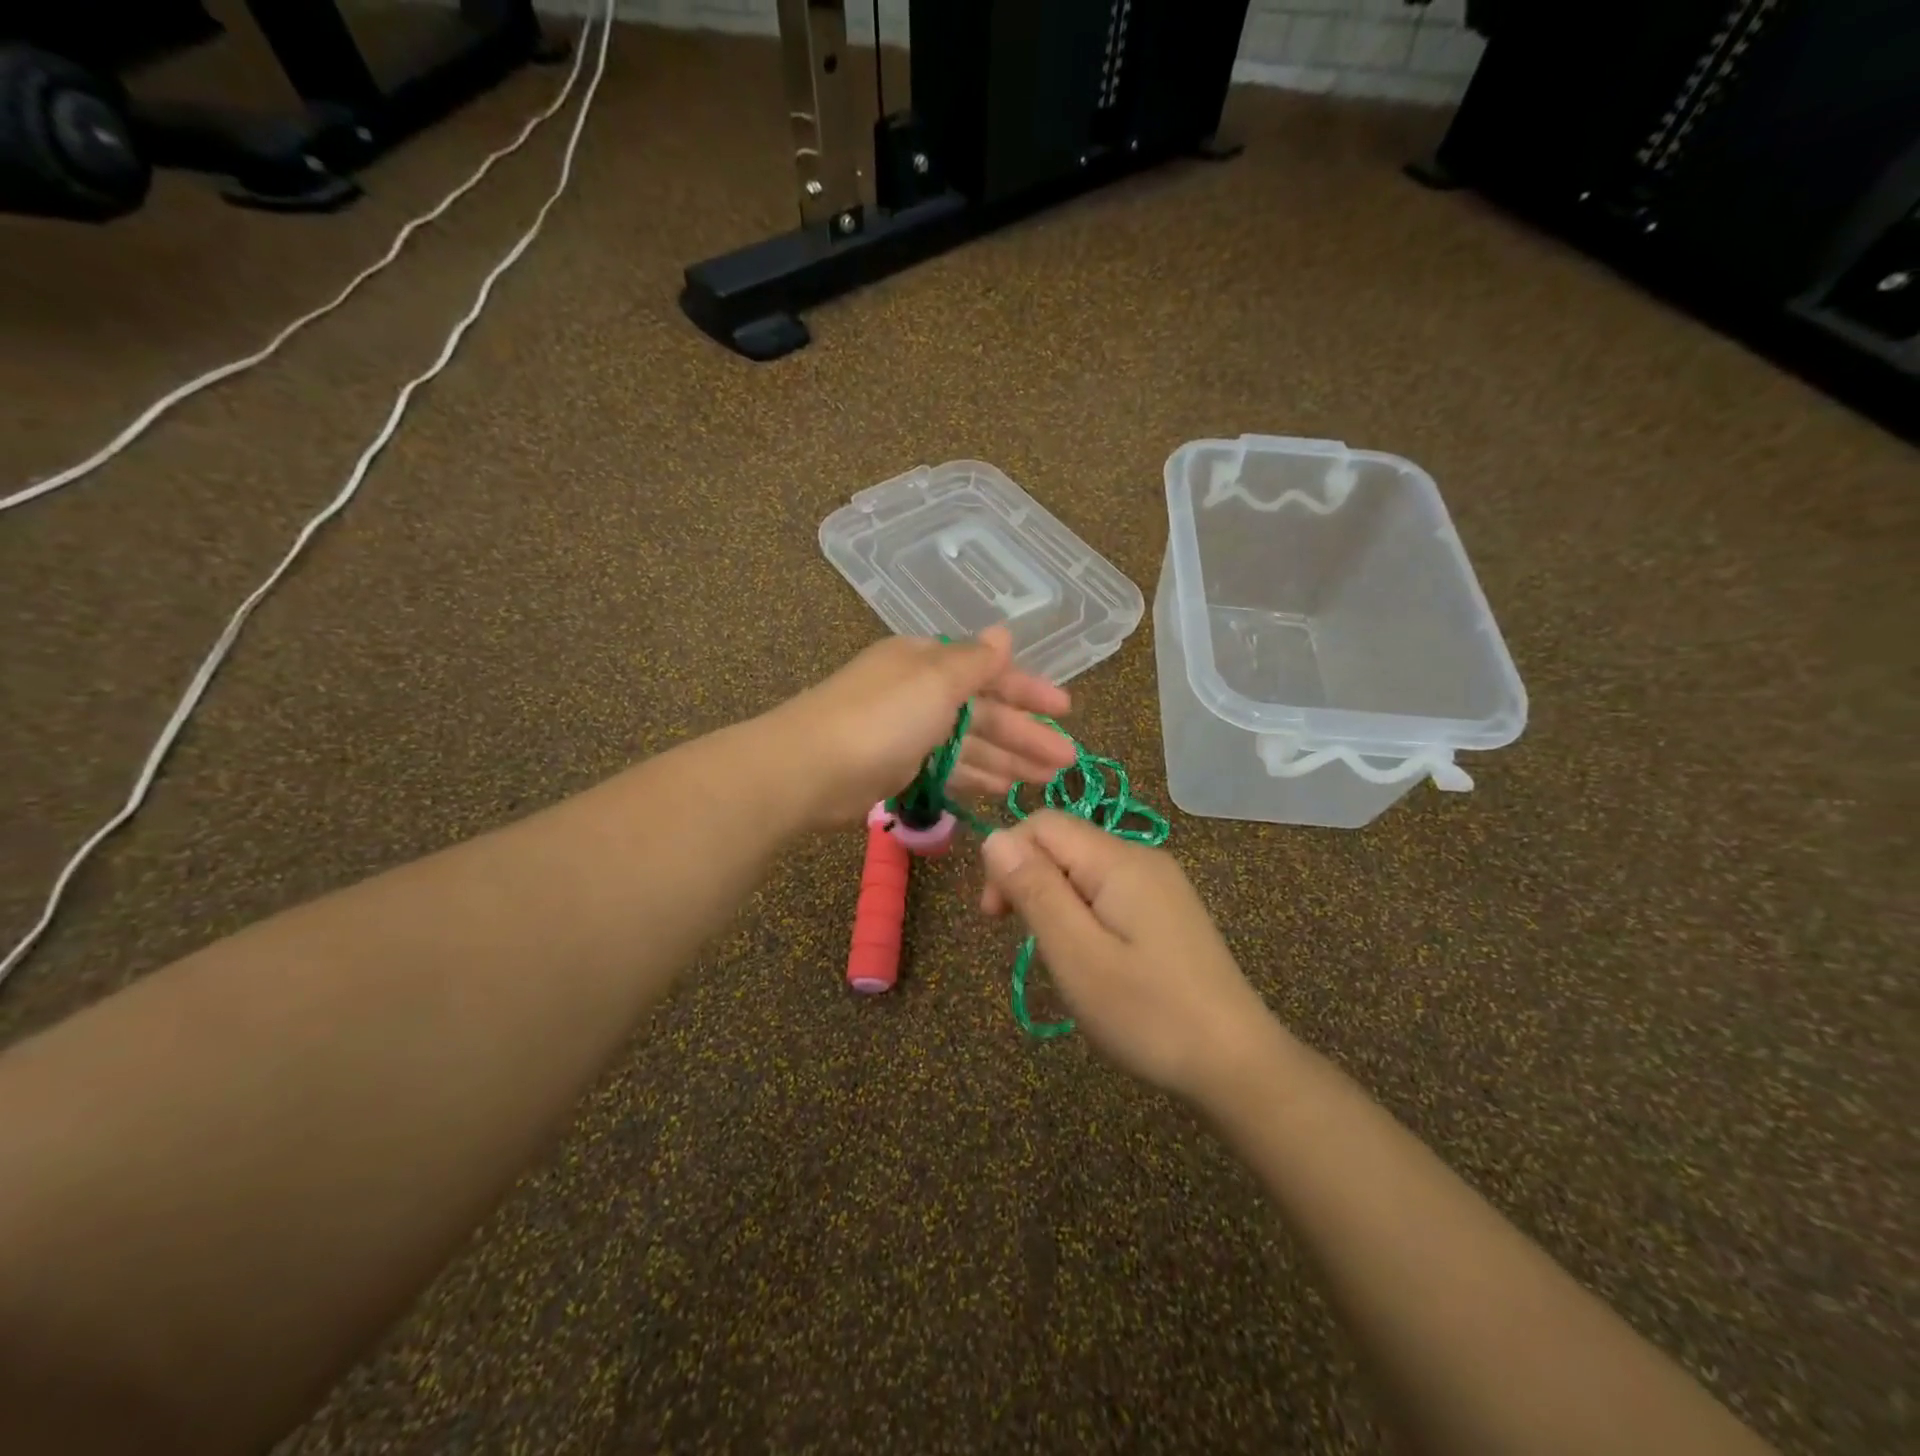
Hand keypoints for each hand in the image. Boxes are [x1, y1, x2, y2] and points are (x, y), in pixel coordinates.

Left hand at [774, 627, 1078, 828]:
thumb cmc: (881, 717)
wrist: (809, 769)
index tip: (1066, 710)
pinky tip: (1003, 791)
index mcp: (927, 661)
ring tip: (1046, 780)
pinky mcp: (897, 768)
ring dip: (1008, 760)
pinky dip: (975, 777)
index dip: (1029, 690)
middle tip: (1067, 760)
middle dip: (1025, 734)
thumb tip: (1004, 632)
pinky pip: (947, 769)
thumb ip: (976, 662)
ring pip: (969, 745)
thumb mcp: (935, 681)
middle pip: (984, 712)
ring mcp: (908, 733)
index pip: (989, 672)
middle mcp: (920, 692)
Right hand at [980, 811, 1284, 1102]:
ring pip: (1083, 870)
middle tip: (1025, 943)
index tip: (996, 917)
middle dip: (1029, 881)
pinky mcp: (1168, 910)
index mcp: (1119, 860)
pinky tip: (1092, 958)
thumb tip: (993, 838)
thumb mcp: (1077, 955)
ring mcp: (1160, 884)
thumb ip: (1035, 890)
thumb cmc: (1148, 1013)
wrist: (1237, 1064)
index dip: (1007, 859)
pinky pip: (1108, 892)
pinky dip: (1083, 915)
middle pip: (1064, 843)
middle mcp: (1142, 858)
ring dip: (1055, 902)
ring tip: (1060, 958)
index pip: (1043, 824)